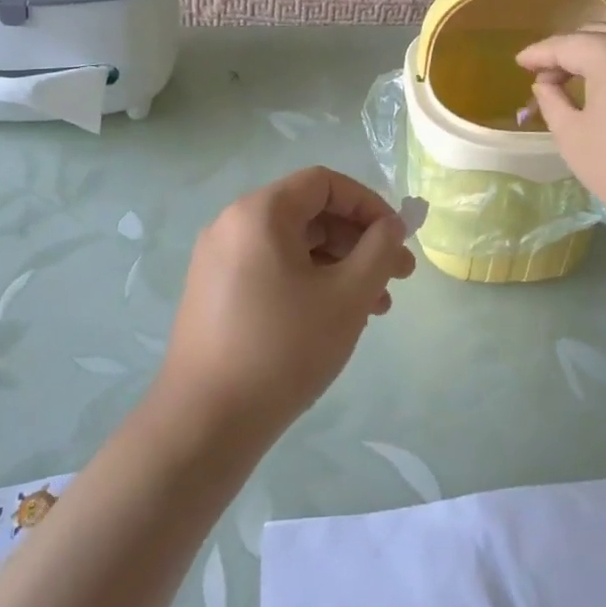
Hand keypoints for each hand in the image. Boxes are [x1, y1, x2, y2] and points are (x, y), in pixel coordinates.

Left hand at [159, 168, 416, 441]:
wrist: (206, 423)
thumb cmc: (284, 348)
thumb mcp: (348, 295)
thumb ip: (379, 250)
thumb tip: (392, 226)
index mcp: (260, 212)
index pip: (325, 183)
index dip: (369, 204)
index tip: (397, 239)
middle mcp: (233, 225)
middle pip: (311, 214)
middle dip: (360, 242)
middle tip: (399, 276)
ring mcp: (219, 260)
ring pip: (295, 246)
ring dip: (341, 266)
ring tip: (377, 307)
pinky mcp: (216, 293)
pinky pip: (273, 269)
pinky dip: (310, 282)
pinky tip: (338, 318)